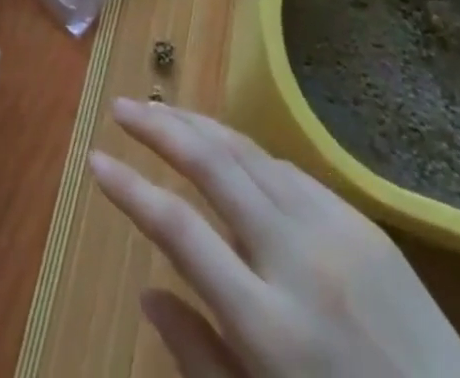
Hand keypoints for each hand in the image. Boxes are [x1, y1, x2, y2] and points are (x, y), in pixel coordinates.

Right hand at [89, 99, 459, 377]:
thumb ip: (200, 358)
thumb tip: (147, 289)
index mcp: (269, 327)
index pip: (178, 230)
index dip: (130, 190)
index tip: (95, 160)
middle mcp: (299, 262)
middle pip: (213, 166)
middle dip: (160, 129)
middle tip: (121, 108)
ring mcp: (337, 233)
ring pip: (250, 153)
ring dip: (200, 126)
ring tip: (163, 113)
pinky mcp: (364, 223)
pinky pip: (289, 171)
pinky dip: (247, 152)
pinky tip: (226, 148)